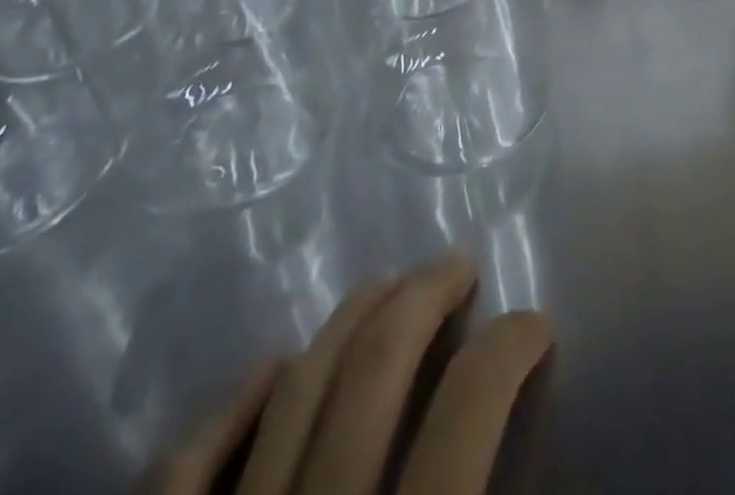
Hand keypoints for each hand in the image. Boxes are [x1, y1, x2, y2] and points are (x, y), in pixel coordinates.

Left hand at [155, 253, 550, 494]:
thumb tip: (553, 456)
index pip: (467, 415)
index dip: (510, 351)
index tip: (533, 323)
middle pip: (374, 374)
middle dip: (426, 298)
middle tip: (458, 263)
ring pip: (292, 395)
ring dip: (346, 324)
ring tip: (387, 286)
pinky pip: (181, 472)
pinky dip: (225, 410)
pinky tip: (266, 365)